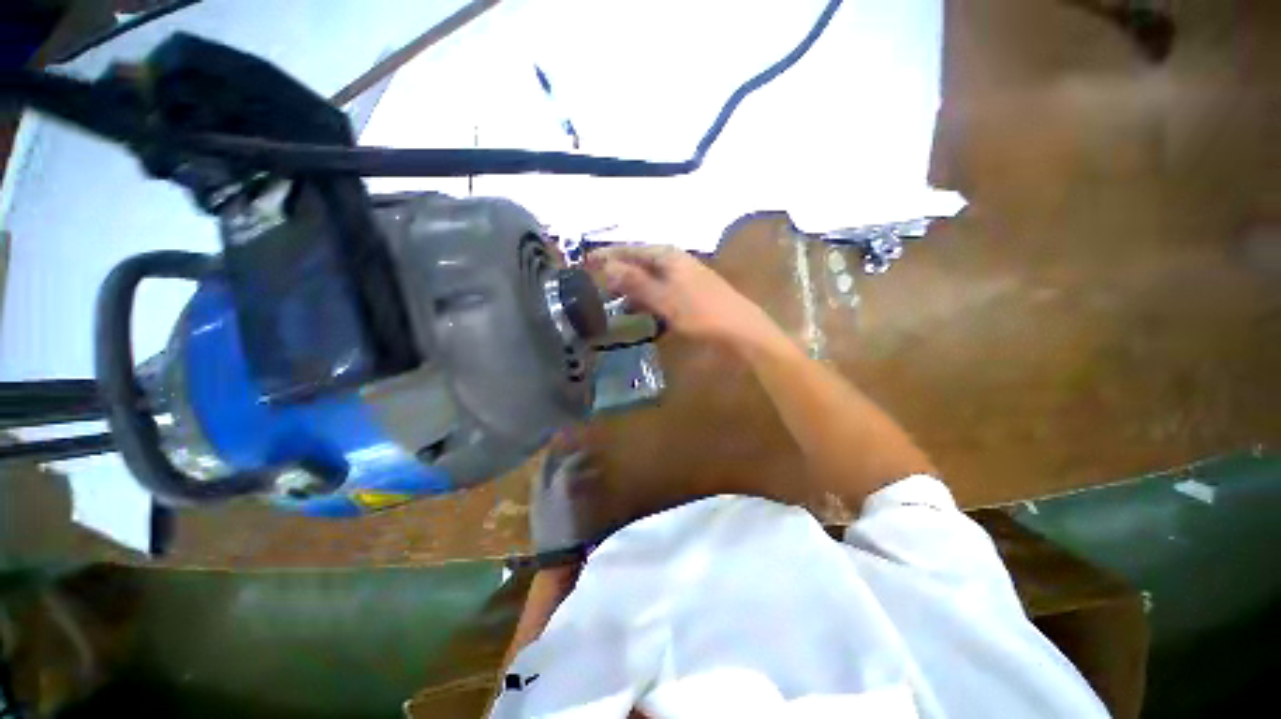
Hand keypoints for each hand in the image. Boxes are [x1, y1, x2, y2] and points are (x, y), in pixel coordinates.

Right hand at [589, 245, 775, 348]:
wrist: (738, 328)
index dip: (608, 255)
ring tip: (611, 299)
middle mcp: (674, 261)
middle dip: (618, 271)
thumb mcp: (663, 298)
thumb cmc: (700, 312)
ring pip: (649, 277)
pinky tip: (637, 309)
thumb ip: (635, 282)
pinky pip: (659, 290)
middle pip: (639, 262)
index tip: (586, 262)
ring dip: (631, 287)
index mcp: (667, 256)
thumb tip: (607, 267)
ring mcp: (683, 276)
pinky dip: (645, 298)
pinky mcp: (688, 292)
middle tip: (595, 283)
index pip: (630, 250)